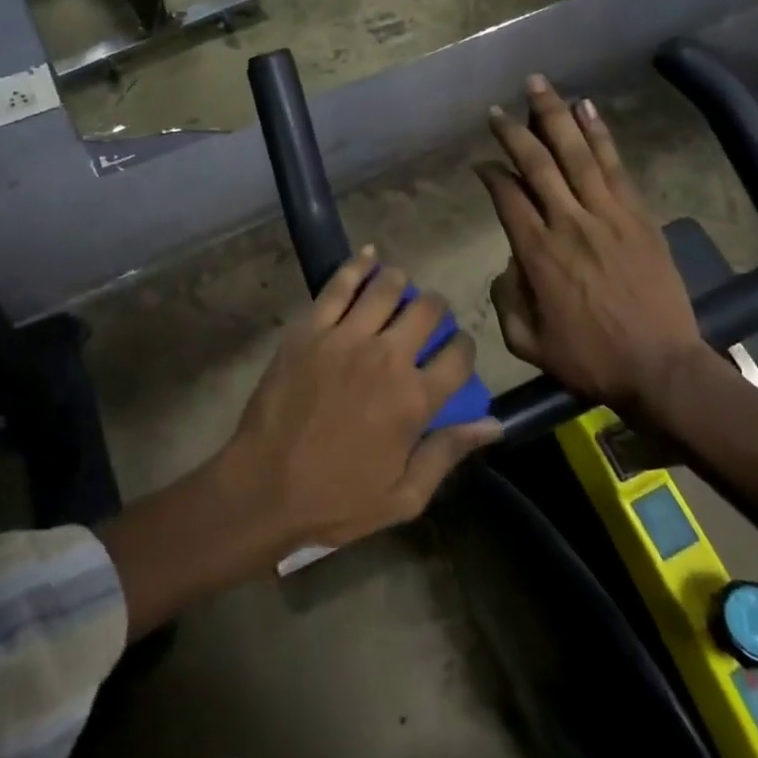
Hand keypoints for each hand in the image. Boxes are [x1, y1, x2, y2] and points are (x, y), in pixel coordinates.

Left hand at [223, 250, 498, 554]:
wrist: (264, 486)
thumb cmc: (335, 500)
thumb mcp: (404, 497)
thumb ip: (448, 453)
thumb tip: (494, 424)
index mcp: (414, 400)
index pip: (458, 354)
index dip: (464, 347)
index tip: (456, 351)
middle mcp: (386, 358)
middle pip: (427, 310)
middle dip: (436, 308)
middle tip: (428, 316)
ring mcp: (345, 338)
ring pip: (387, 288)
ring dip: (401, 282)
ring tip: (400, 285)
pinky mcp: (309, 329)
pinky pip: (339, 285)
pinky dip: (357, 266)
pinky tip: (368, 257)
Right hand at [476, 76, 711, 430]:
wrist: (660, 367)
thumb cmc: (589, 359)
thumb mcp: (527, 343)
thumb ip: (506, 299)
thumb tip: (509, 264)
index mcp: (537, 254)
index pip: (507, 198)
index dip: (491, 175)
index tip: (482, 164)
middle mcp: (569, 223)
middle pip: (537, 164)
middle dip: (515, 131)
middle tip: (498, 108)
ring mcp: (608, 216)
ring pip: (577, 154)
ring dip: (555, 116)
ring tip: (539, 85)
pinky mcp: (639, 216)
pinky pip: (616, 167)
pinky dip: (600, 135)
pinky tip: (587, 109)